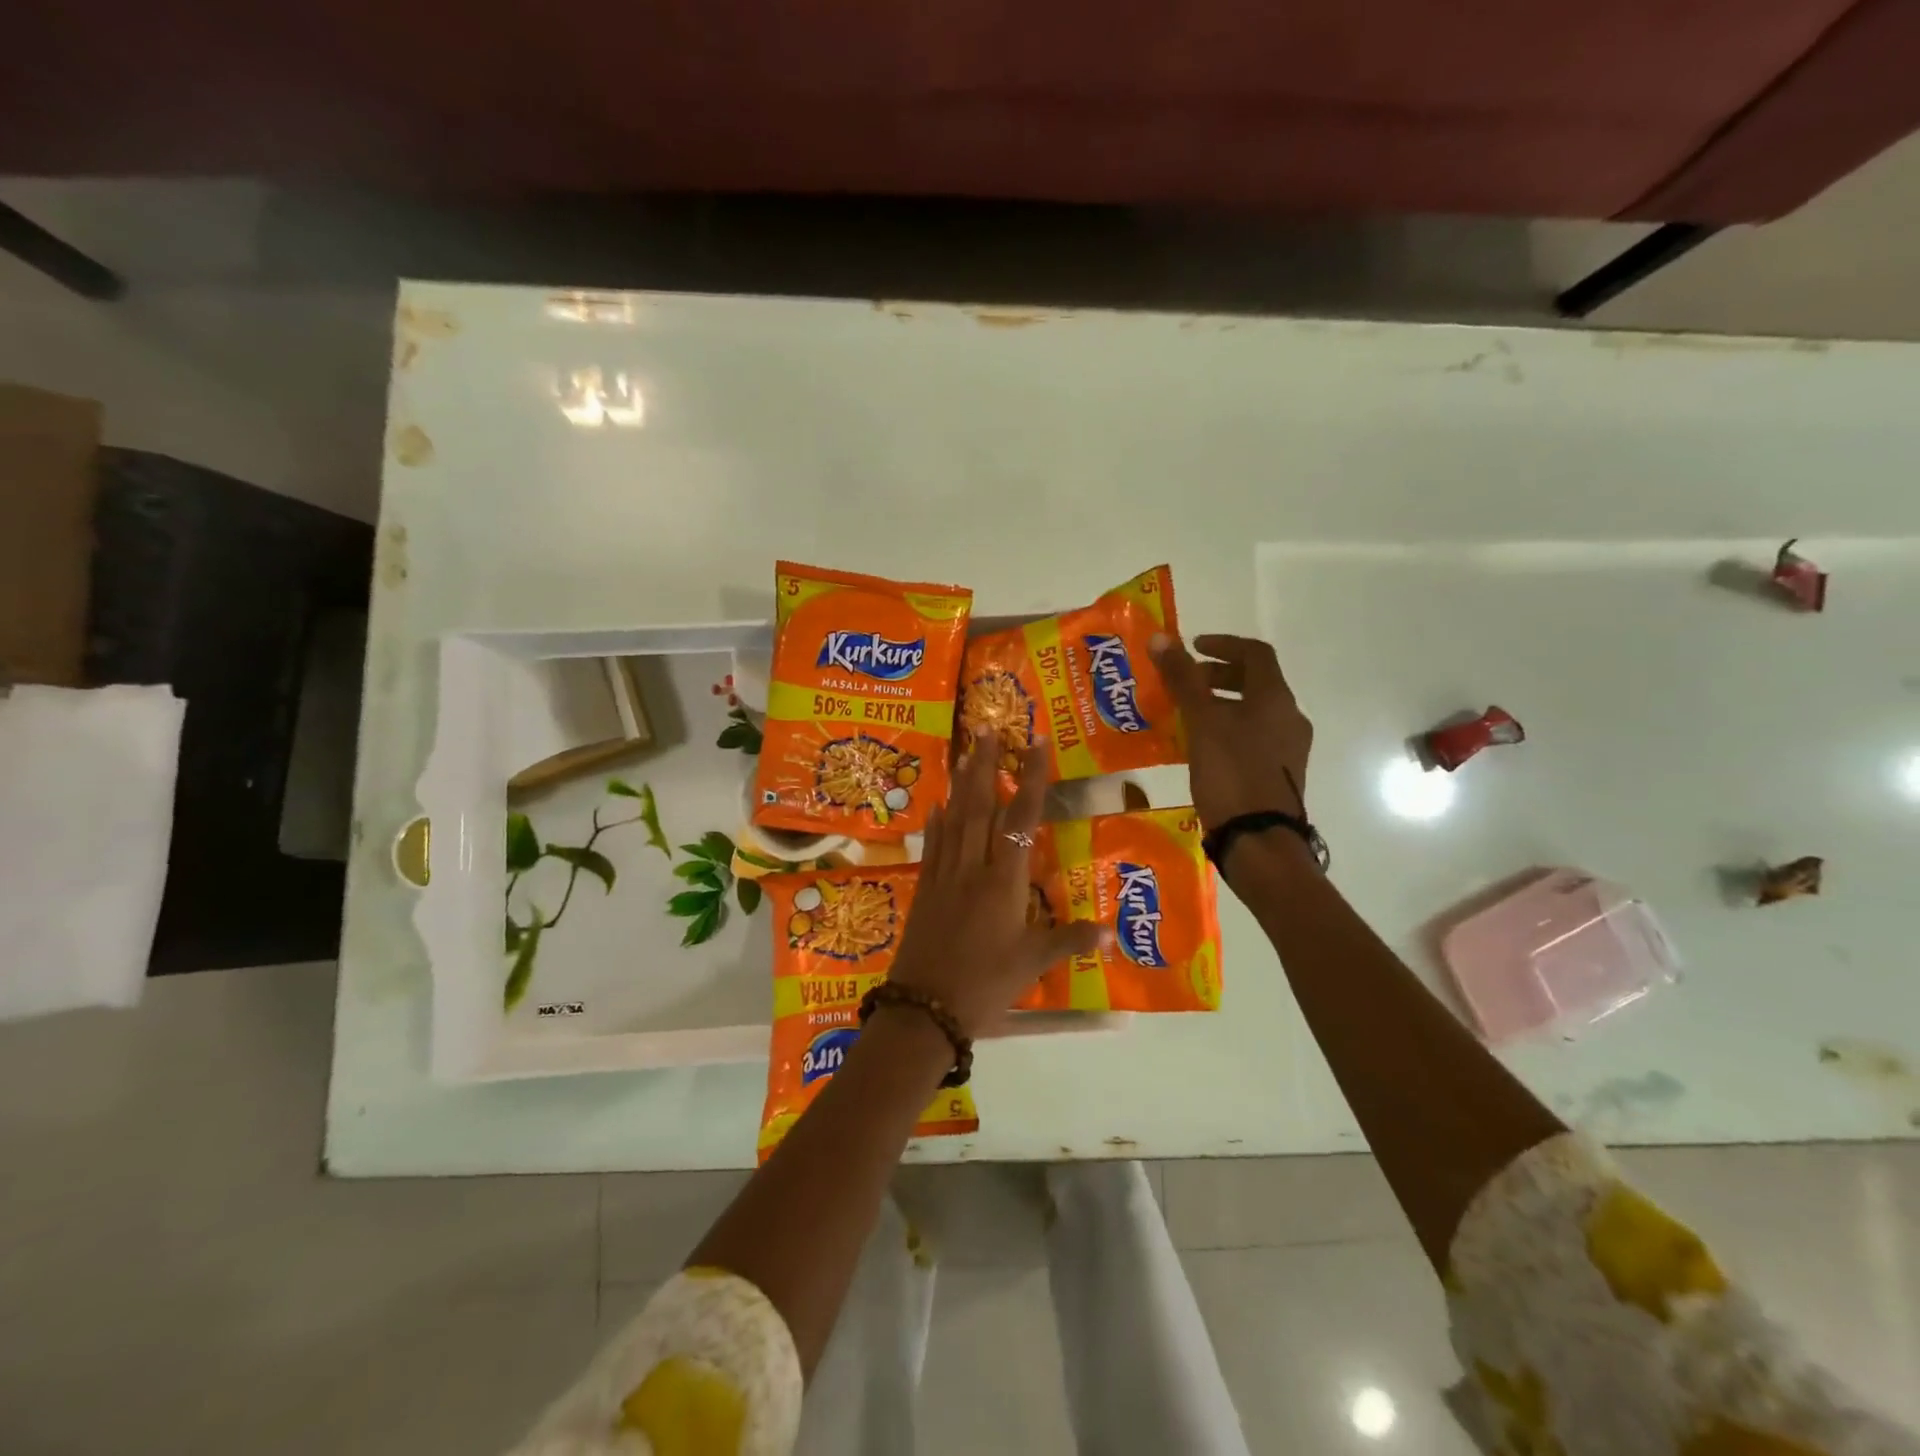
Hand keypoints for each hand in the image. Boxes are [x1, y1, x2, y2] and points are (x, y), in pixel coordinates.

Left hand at [887, 730, 1110, 1037]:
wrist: (923, 1009)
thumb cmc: (984, 985)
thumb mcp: (1033, 965)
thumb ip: (1070, 941)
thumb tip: (1112, 932)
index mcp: (1003, 881)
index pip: (1021, 819)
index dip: (1031, 778)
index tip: (1036, 742)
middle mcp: (972, 868)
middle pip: (979, 806)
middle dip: (985, 765)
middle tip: (986, 727)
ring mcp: (944, 877)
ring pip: (953, 819)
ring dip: (960, 784)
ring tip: (964, 752)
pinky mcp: (924, 890)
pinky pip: (933, 846)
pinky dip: (936, 822)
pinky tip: (936, 805)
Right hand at [1150, 632, 1313, 833]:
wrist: (1259, 840)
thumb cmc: (1231, 773)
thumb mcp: (1201, 722)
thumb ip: (1182, 679)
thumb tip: (1161, 638)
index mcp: (1276, 699)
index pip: (1255, 653)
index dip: (1223, 644)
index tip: (1191, 649)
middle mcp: (1289, 718)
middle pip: (1255, 682)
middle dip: (1218, 677)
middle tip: (1185, 684)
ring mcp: (1288, 749)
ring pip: (1253, 712)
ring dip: (1220, 705)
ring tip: (1186, 717)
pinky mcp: (1280, 774)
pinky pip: (1253, 737)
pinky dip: (1227, 730)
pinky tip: (1201, 748)